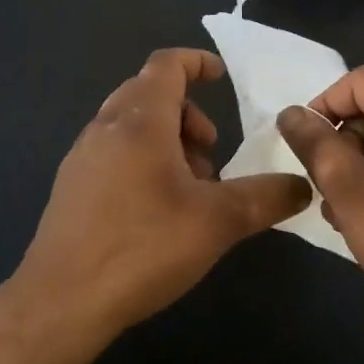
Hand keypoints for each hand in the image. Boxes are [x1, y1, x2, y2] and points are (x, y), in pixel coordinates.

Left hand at [15, 49, 311, 336]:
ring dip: (166, 139)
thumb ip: (265, 198)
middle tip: (210, 150)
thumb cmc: (142, 247)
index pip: (166, 65)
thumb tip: (302, 185)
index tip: (221, 77)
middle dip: (187, 112)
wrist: (61, 302)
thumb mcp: (217, 222)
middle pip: (148, 92)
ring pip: (130, 124)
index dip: (196, 62)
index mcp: (140, 121)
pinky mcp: (71, 187)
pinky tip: (156, 209)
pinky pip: (113, 151)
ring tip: (189, 187)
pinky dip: (142, 159)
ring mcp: (82, 157)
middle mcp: (106, 127)